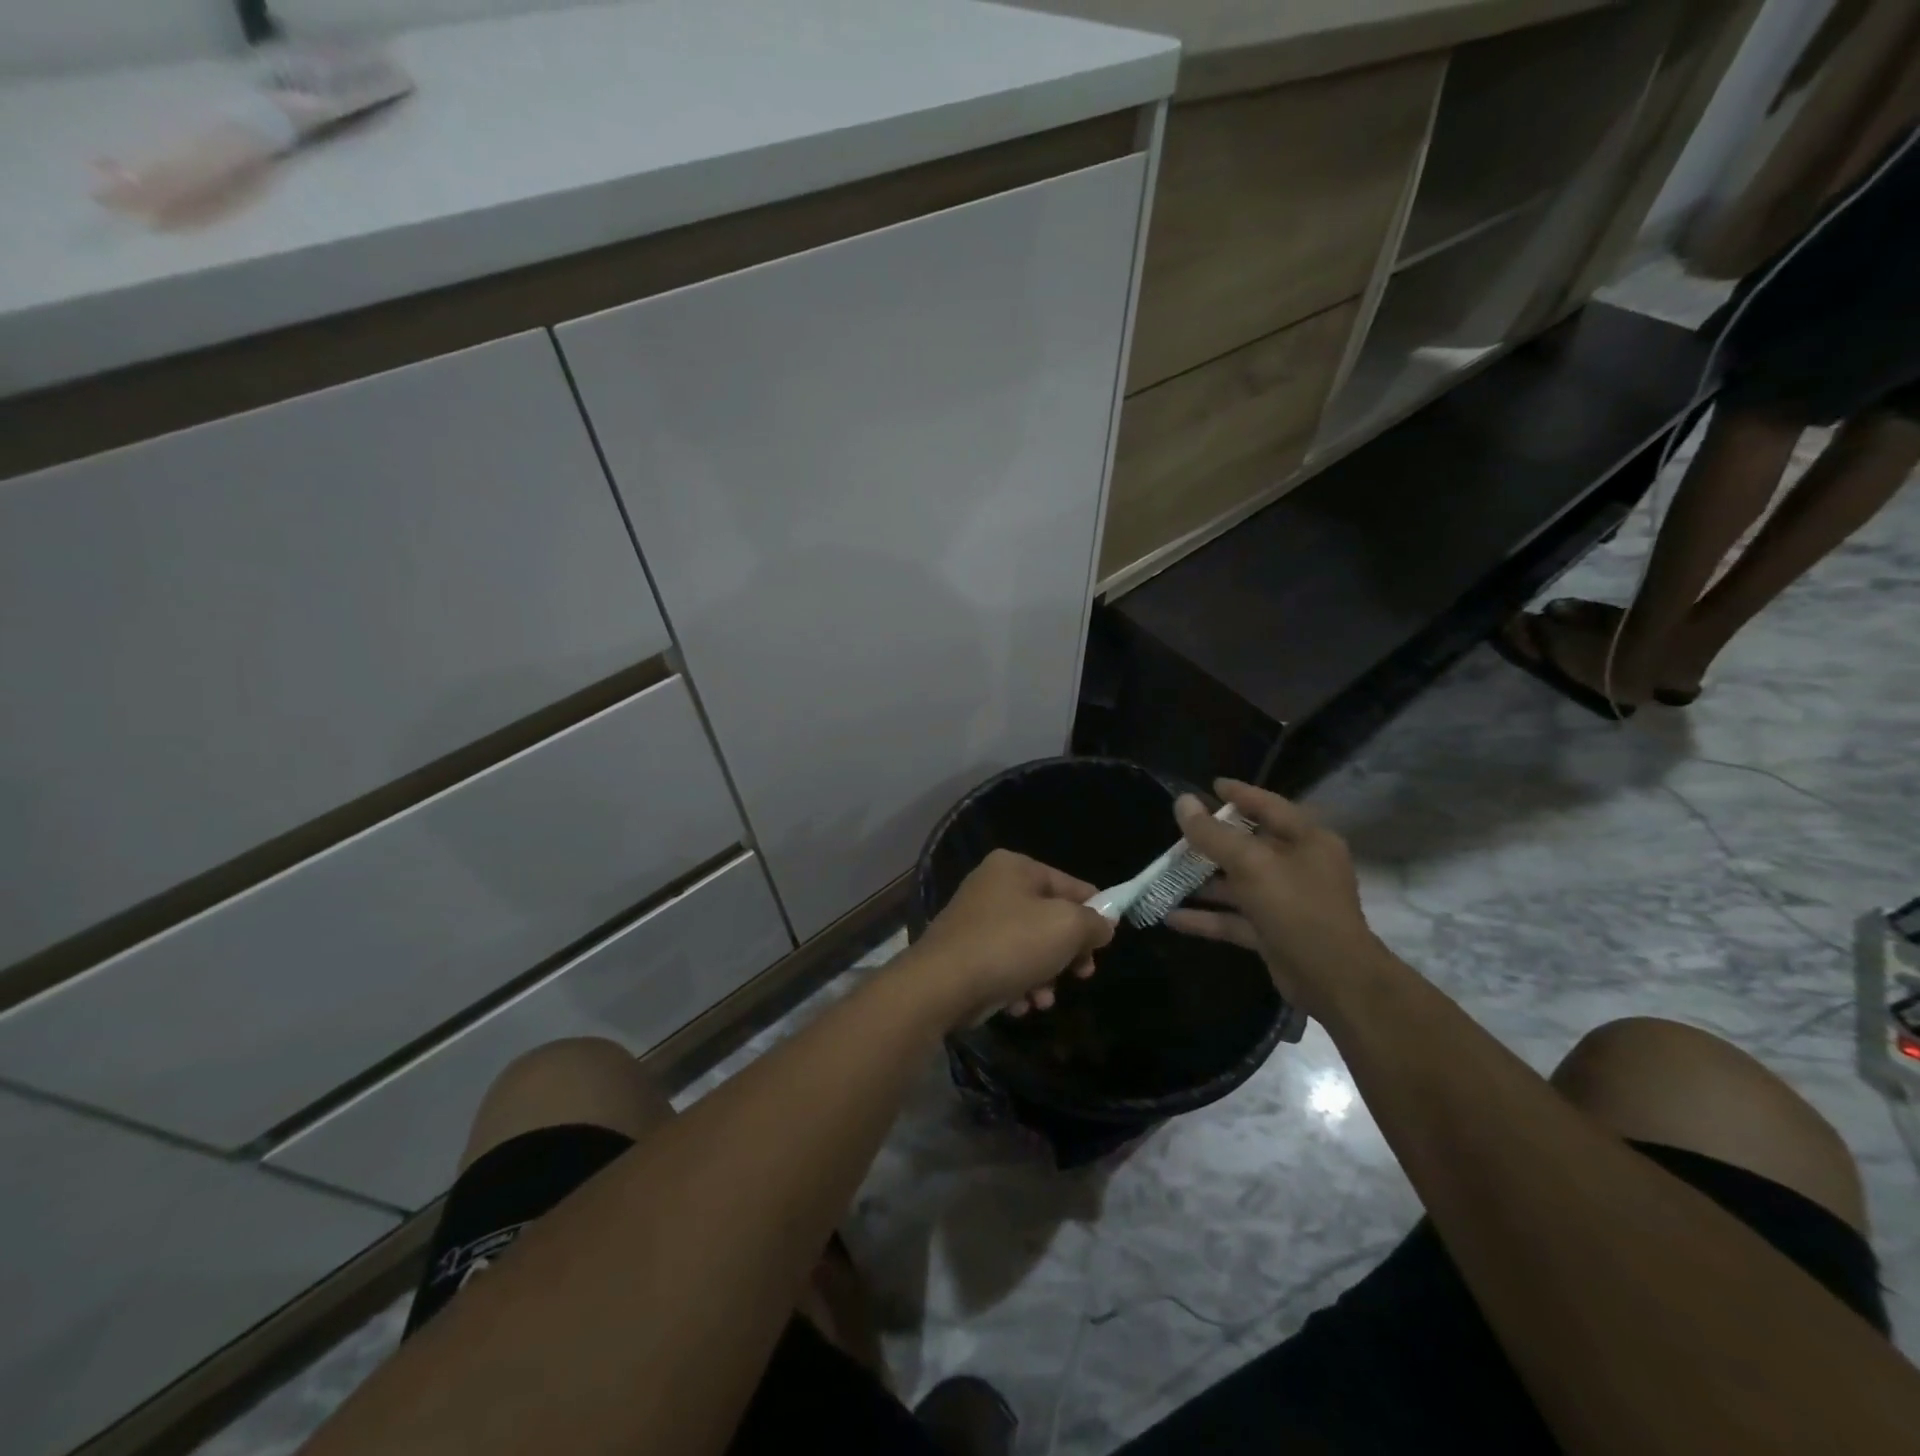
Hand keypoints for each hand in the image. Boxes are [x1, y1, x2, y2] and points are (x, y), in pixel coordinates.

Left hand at [907, 849, 1114, 1028]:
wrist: (942, 985)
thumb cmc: (1010, 945)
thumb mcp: (1067, 928)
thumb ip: (1093, 923)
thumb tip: (1102, 925)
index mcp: (1015, 867)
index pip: (1071, 884)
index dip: (1094, 913)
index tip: (1105, 945)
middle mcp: (993, 886)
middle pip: (1049, 918)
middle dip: (1068, 952)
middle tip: (1081, 975)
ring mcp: (976, 920)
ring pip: (1029, 947)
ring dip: (1044, 976)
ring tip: (1044, 999)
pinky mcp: (965, 953)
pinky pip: (1005, 966)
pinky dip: (1018, 985)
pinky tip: (1020, 1005)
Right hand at [1165, 780, 1378, 1021]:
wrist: (1334, 980)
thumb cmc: (1298, 908)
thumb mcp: (1252, 864)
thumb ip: (1214, 835)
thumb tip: (1183, 802)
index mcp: (1307, 840)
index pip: (1269, 806)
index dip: (1239, 794)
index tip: (1210, 786)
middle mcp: (1298, 867)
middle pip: (1249, 845)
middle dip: (1211, 842)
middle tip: (1177, 833)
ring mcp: (1285, 902)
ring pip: (1237, 884)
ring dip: (1203, 882)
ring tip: (1164, 873)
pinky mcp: (1272, 933)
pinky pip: (1233, 918)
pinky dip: (1206, 917)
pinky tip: (1171, 917)